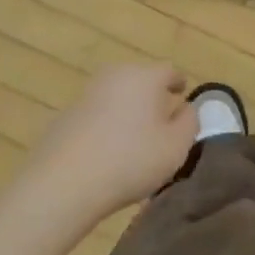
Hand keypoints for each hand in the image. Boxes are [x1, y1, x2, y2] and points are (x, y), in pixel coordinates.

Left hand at [22, 65, 196, 220]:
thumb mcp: (177, 146)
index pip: (170, 71)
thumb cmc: (131, 160)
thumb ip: (190, 122)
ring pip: (117, 97)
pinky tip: (109, 151)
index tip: (182, 97)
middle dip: (153, 96)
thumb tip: (185, 108)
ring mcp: (85, 95)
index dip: (179, 84)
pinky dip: (107, 125)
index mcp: (144, 77)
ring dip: (128, 111)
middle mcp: (114, 76)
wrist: (64, 183)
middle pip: (140, 80)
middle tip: (162, 120)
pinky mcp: (65, 116)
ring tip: (136, 138)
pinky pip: (97, 115)